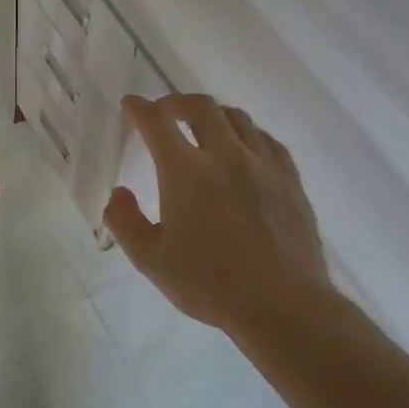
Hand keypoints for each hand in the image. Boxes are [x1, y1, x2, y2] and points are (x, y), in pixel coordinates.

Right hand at [103, 94, 333, 339]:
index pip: (157, 123)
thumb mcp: (150, 260)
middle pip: (202, 108)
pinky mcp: (290, 181)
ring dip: (214, 114)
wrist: (282, 305)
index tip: (130, 104)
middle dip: (177, 102)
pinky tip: (245, 148)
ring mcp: (263, 166)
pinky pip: (267, 141)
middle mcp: (225, 156)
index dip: (140, 109)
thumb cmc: (210, 284)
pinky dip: (248, 134)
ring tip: (203, 126)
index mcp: (186, 172)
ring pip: (238, 119)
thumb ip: (125, 222)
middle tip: (165, 112)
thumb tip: (119, 193)